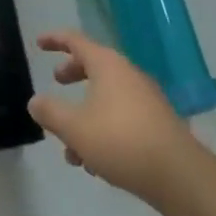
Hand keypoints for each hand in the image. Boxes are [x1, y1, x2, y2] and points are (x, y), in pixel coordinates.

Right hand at [28, 31, 209, 211]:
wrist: (179, 176)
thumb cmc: (120, 141)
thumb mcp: (74, 128)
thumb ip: (51, 112)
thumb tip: (35, 101)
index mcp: (107, 65)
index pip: (76, 41)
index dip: (55, 39)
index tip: (39, 43)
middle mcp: (128, 75)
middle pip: (94, 65)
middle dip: (73, 74)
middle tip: (57, 82)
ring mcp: (146, 99)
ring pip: (107, 97)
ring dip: (85, 115)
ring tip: (70, 148)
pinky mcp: (156, 124)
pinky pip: (122, 117)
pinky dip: (103, 129)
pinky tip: (95, 164)